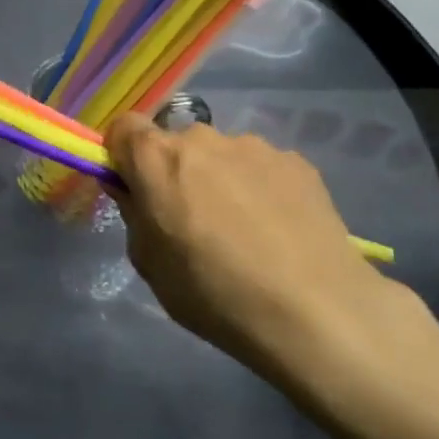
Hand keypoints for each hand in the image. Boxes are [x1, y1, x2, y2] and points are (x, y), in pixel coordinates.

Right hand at [105, 113, 397, 394]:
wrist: (315, 311)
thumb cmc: (214, 292)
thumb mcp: (149, 264)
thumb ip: (134, 215)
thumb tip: (136, 193)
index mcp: (156, 158)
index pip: (123, 127)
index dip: (123, 154)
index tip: (135, 188)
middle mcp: (201, 137)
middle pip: (175, 143)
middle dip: (175, 171)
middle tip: (193, 219)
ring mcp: (253, 146)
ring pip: (221, 155)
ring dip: (220, 178)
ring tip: (245, 229)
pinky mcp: (296, 161)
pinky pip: (261, 168)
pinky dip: (260, 188)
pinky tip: (279, 231)